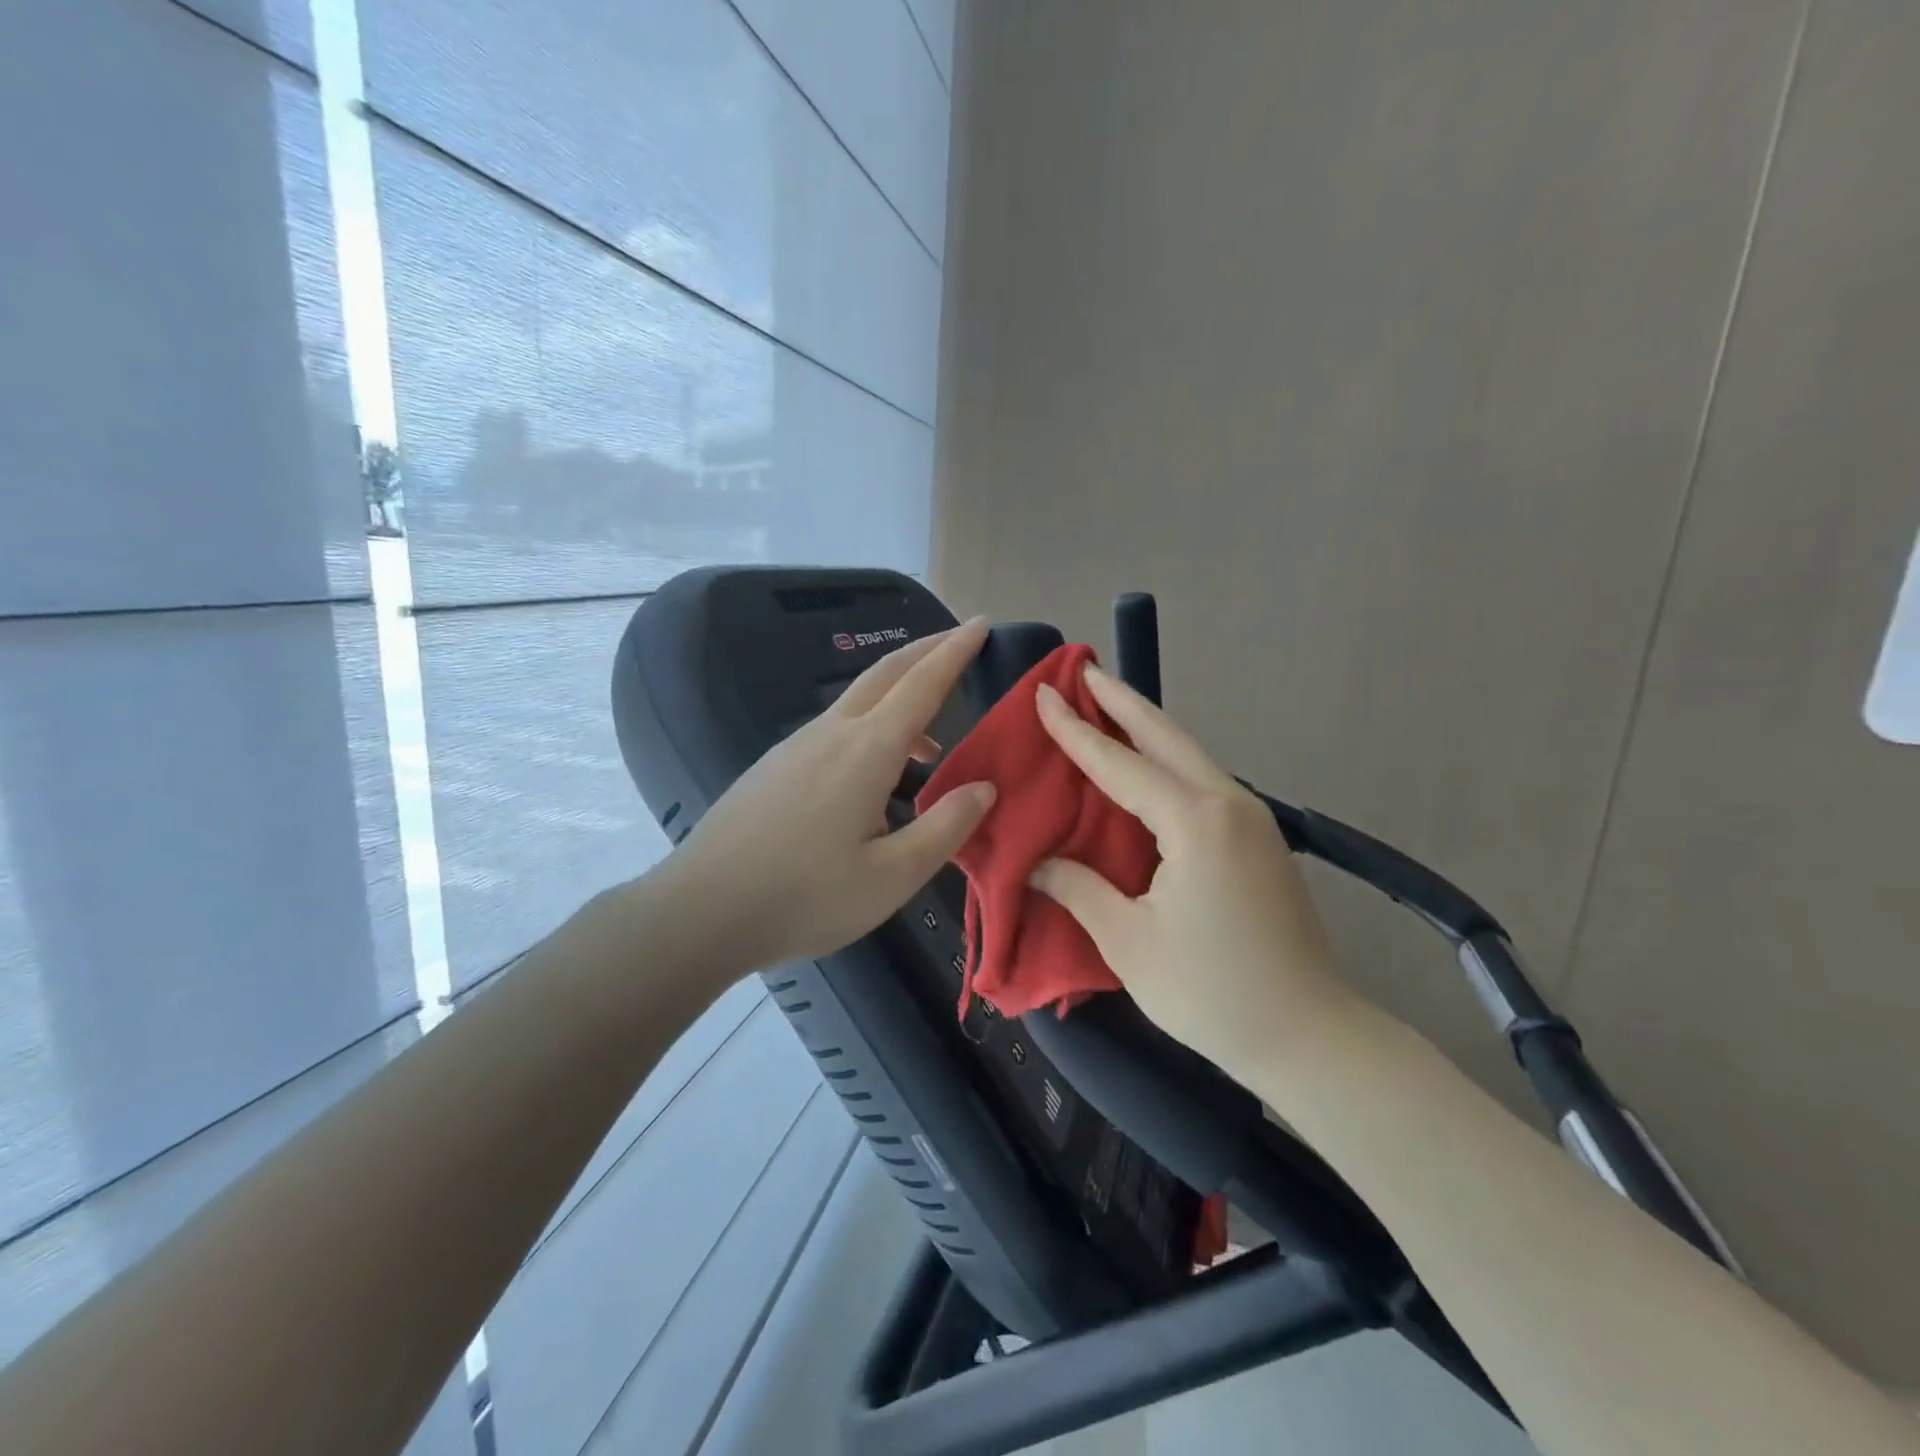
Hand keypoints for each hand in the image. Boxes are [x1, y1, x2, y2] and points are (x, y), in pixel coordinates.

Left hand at [658, 619, 996, 977]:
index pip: (922, 685)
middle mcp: (831, 733)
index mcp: (866, 751)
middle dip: (927, 651)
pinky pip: (835, 726)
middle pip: (885, 673)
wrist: (700, 909)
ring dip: (898, 693)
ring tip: (930, 738)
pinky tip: (873, 773)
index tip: (981, 623)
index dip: (955, 652)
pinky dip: (870, 724)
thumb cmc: (805, 897)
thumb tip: (985, 788)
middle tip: (961, 640)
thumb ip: (945, 828)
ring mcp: (796, 746)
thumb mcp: (892, 877)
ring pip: (858, 699)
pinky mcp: (775, 766)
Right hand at [1028, 662, 1359, 1082]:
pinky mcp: (1260, 841)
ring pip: (1190, 755)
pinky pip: (1202, 782)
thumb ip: (1079, 889)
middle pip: (1166, 737)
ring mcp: (1252, 820)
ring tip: (1109, 706)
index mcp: (1194, 822)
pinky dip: (1167, 762)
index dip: (1075, 731)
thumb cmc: (1213, 991)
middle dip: (1122, 701)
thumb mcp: (1129, 943)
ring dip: (1147, 728)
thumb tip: (1039, 862)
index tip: (1044, 693)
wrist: (1311, 1037)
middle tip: (1085, 670)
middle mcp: (1228, 804)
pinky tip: (1147, 768)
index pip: (1119, 764)